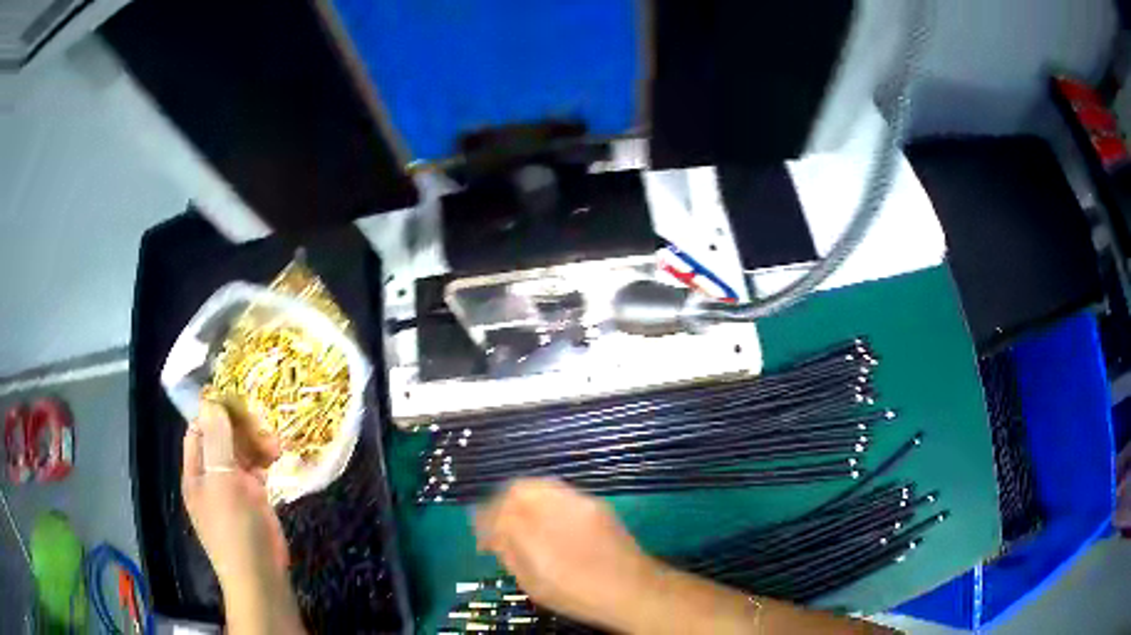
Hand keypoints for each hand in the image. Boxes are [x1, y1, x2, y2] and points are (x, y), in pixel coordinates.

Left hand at [181, 401, 288, 597]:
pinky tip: (278, 457)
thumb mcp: (222, 483)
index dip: (214, 414)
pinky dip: (265, 461)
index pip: (199, 431)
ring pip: (241, 454)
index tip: (239, 402)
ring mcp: (233, 489)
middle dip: (241, 429)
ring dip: (256, 444)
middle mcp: (211, 477)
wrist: (259, 577)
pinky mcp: (253, 500)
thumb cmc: (234, 529)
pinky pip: (256, 471)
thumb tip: (211, 402)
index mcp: (196, 472)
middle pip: (222, 440)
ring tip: (277, 445)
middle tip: (264, 425)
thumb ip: (218, 442)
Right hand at [474, 478, 662, 631]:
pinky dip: (542, 498)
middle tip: (496, 522)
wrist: (634, 589)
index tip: (483, 533)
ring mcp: (579, 503)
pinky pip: (558, 490)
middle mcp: (558, 511)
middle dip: (501, 501)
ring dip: (521, 497)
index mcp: (539, 537)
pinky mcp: (595, 502)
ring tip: (517, 518)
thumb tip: (493, 535)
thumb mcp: (534, 584)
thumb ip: (510, 554)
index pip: (500, 511)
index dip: (485, 518)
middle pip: (518, 489)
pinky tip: (543, 517)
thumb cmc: (579, 595)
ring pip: (539, 484)